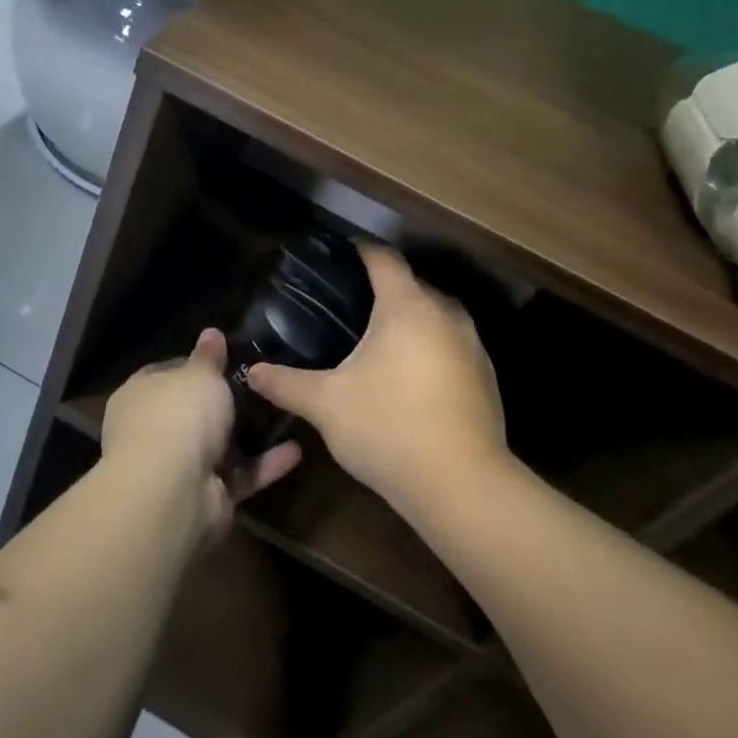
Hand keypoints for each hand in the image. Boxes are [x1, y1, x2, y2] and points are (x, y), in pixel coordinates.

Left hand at [103, 329, 301, 537]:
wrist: (173, 490)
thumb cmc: (179, 415)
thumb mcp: (200, 374)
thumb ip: (209, 357)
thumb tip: (211, 333)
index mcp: (140, 395)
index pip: (164, 373)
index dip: (193, 364)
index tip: (225, 358)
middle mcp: (152, 431)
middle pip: (191, 412)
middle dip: (222, 403)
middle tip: (260, 385)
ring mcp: (178, 468)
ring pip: (217, 446)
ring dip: (247, 435)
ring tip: (282, 413)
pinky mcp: (206, 497)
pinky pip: (239, 475)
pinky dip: (264, 465)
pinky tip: (296, 450)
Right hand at [246, 246, 506, 515]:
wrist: (461, 485)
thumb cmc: (388, 427)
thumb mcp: (325, 404)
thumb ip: (286, 383)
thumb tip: (251, 372)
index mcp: (407, 306)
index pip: (383, 259)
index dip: (359, 252)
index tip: (337, 257)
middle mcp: (446, 315)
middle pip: (412, 286)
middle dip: (383, 290)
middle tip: (347, 307)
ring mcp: (473, 347)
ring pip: (436, 318)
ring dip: (410, 323)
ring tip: (376, 342)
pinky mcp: (486, 379)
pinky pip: (452, 348)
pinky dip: (430, 351)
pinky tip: (409, 379)